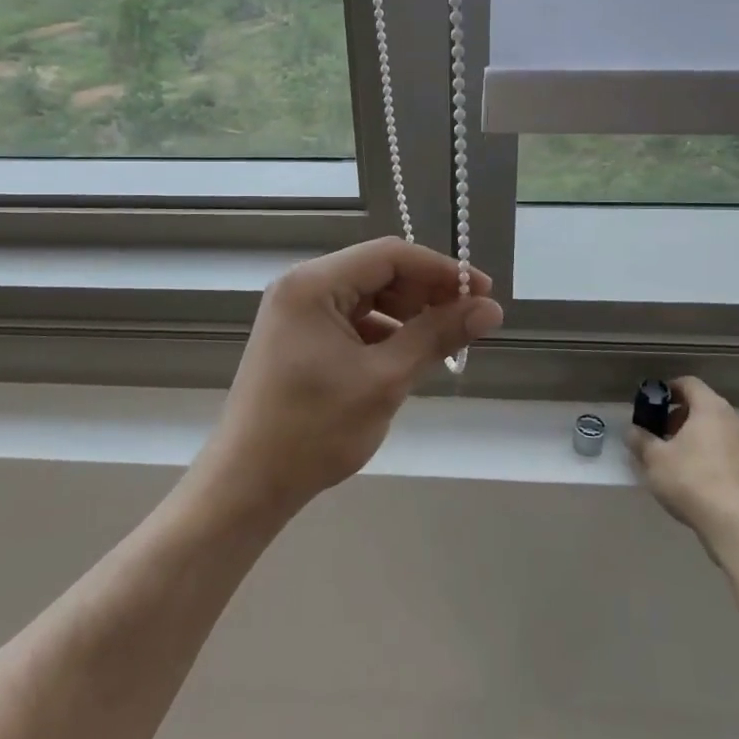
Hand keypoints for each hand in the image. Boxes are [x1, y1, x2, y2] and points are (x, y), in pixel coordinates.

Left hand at [200, 237, 502, 516]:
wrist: (248, 484)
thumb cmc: (314, 429)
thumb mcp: (385, 380)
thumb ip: (437, 336)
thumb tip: (491, 309)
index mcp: (314, 283)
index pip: (391, 255)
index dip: (442, 269)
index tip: (483, 293)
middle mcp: (301, 286)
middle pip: (378, 272)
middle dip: (425, 293)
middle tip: (467, 320)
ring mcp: (296, 312)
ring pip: (367, 296)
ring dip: (407, 314)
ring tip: (443, 342)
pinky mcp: (297, 337)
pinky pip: (350, 320)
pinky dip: (383, 333)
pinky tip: (407, 357)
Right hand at [626, 376, 738, 548]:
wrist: (732, 523)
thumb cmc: (689, 479)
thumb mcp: (653, 458)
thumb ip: (640, 439)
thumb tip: (632, 431)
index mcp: (710, 409)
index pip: (689, 383)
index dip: (668, 389)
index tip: (653, 404)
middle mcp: (733, 420)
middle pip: (704, 406)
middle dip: (680, 415)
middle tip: (661, 433)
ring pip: (717, 429)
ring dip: (696, 435)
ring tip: (677, 457)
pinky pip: (728, 450)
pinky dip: (712, 454)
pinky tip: (697, 476)